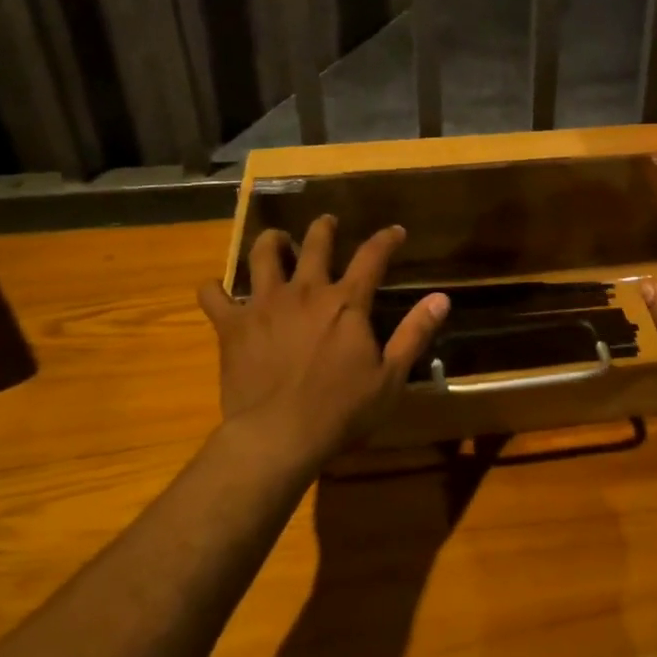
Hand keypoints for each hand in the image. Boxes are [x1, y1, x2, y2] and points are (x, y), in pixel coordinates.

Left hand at [198, 217, 447, 466]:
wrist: (278, 435)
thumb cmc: (341, 410)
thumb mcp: (391, 376)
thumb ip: (414, 333)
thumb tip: (442, 298)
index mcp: (346, 302)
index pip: (372, 257)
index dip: (386, 240)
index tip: (395, 231)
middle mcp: (306, 292)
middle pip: (315, 243)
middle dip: (324, 227)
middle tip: (327, 222)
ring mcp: (264, 304)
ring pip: (263, 256)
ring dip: (271, 241)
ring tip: (275, 239)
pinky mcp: (232, 325)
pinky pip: (214, 296)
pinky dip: (214, 290)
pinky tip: (215, 289)